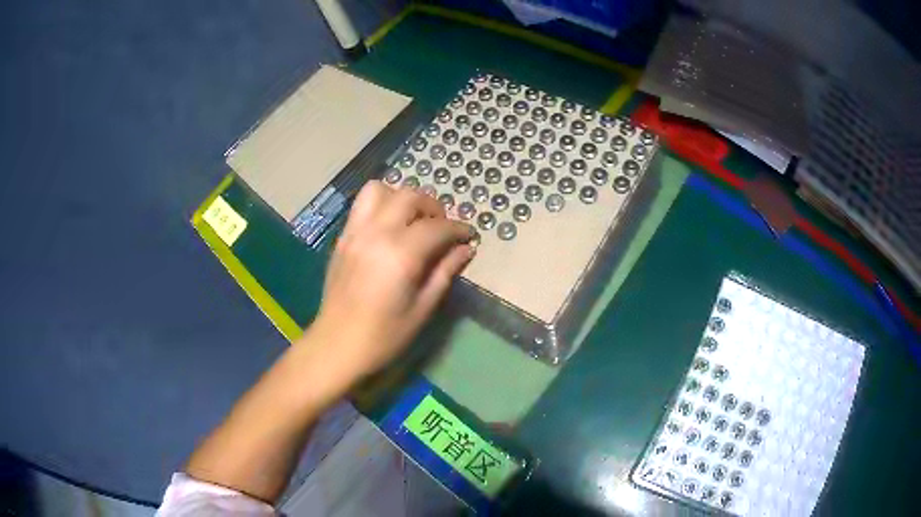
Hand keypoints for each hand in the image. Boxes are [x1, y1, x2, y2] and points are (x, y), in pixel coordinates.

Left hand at [307, 181, 475, 382]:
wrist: (337, 345)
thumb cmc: (384, 335)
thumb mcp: (423, 308)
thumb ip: (445, 272)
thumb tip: (466, 249)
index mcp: (400, 255)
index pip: (437, 226)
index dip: (458, 228)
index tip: (469, 235)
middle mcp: (376, 233)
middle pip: (410, 197)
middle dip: (433, 207)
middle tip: (442, 228)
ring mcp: (355, 232)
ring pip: (380, 190)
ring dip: (402, 198)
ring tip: (413, 220)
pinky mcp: (343, 237)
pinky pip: (362, 204)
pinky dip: (381, 204)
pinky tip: (390, 227)